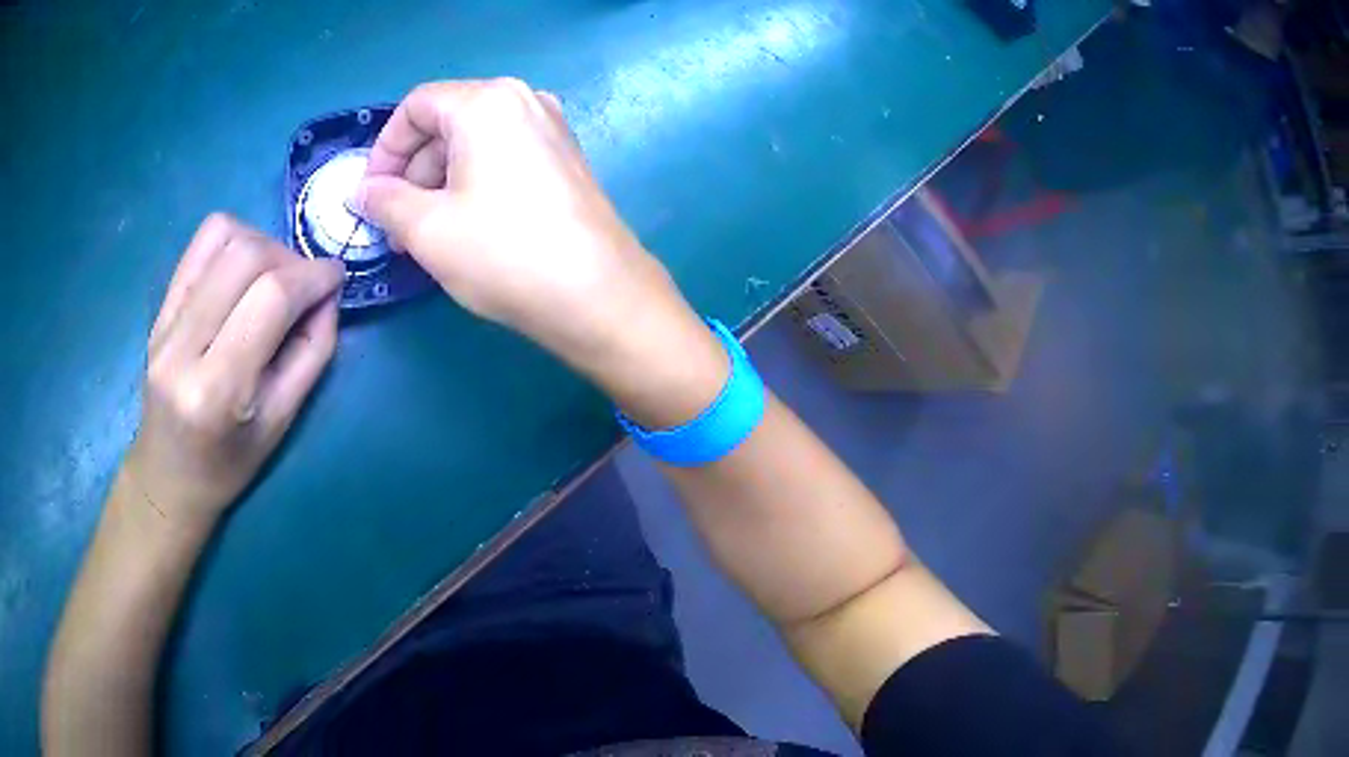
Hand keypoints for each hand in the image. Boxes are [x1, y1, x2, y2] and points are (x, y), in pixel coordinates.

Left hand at [127, 214, 344, 528]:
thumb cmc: (229, 465)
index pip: (270, 299)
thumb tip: (329, 293)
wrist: (168, 476)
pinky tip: (245, 269)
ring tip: (274, 275)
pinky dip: (234, 241)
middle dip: (290, 257)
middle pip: (246, 256)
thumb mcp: (281, 423)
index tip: (337, 277)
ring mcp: (164, 322)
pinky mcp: (159, 308)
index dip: (313, 276)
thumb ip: (311, 353)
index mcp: (216, 390)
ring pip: (222, 237)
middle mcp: (183, 347)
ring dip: (262, 243)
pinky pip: (200, 245)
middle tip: (305, 283)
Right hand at [357, 78, 679, 364]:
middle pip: (446, 121)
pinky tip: (463, 226)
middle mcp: (523, 100)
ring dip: (438, 181)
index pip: (416, 106)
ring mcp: (551, 127)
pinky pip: (503, 155)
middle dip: (412, 171)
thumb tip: (364, 191)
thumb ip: (384, 201)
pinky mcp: (565, 156)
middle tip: (395, 224)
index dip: (385, 148)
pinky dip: (472, 182)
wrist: (598, 293)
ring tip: (425, 234)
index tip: (371, 194)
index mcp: (487, 102)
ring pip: (473, 141)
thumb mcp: (426, 228)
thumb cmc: (503, 252)